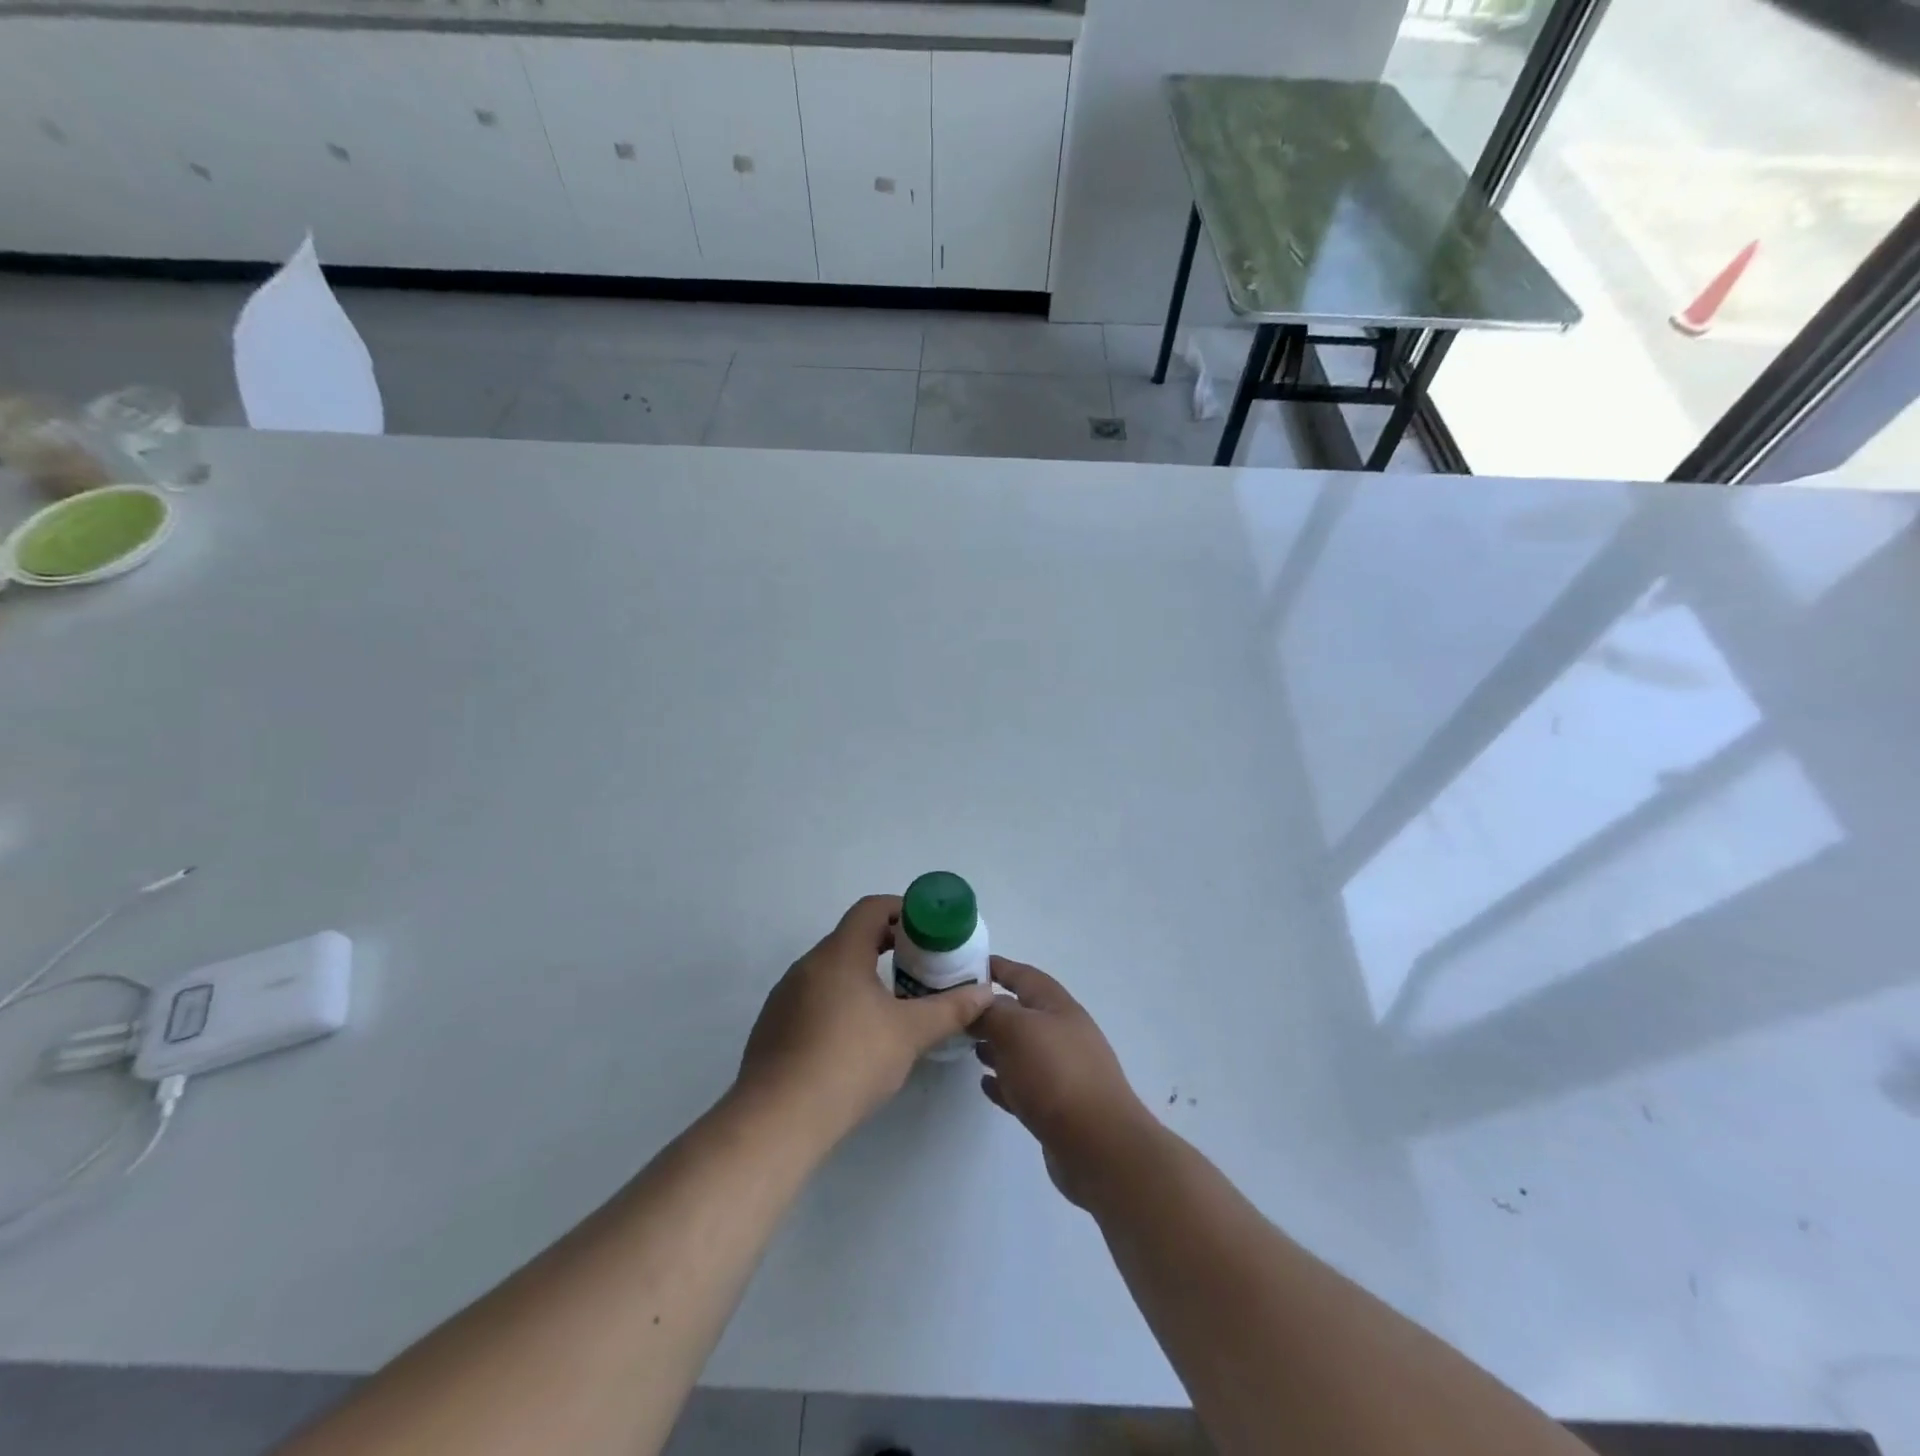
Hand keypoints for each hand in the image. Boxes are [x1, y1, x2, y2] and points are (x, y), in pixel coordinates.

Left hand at [737, 895, 994, 1144]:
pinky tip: (856, 1036)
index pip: (871, 909)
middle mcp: (808, 964)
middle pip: (852, 937)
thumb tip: (986, 993)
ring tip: (893, 1002)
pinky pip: (814, 996)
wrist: (778, 1119)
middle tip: (920, 966)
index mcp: (839, 953)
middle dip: (888, 945)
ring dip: (864, 974)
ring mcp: (786, 995)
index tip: (928, 930)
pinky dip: (841, 999)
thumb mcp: (910, 1034)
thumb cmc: (850, 1062)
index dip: (902, 911)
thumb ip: (951, 1009)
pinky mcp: (774, 1025)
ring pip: (832, 969)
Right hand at [974, 957, 1155, 1205]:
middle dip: (992, 1011)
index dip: (998, 967)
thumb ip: (991, 1012)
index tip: (967, 965)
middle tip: (958, 1014)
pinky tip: (986, 1085)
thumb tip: (977, 1003)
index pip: (1023, 975)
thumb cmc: (1055, 1075)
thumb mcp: (1016, 1030)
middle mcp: (1063, 1033)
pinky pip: (1025, 1086)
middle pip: (1022, 1013)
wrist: (1098, 1146)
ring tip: (970, 1048)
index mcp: (1057, 1007)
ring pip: (1023, 1050)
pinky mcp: (1058, 1108)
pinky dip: (1005, 1082)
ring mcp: (1063, 1071)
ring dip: (997, 1047)